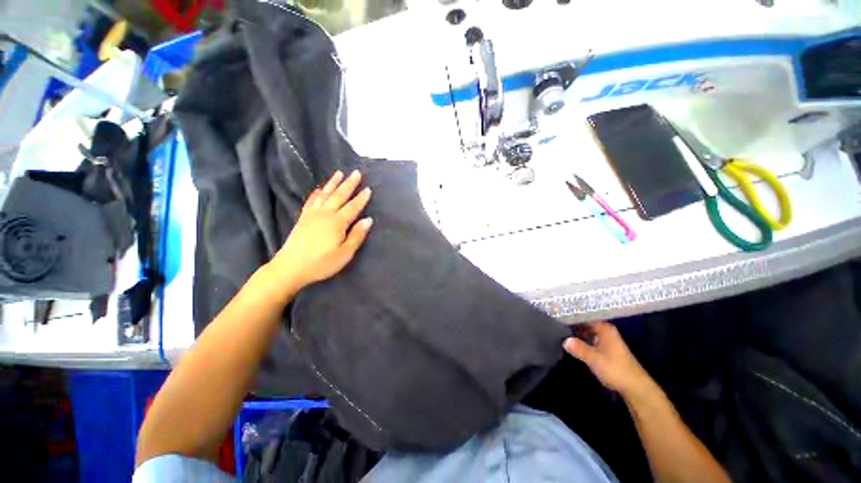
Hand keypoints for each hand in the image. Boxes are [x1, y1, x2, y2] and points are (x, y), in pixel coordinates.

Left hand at [269, 170, 372, 291]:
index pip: (353, 207)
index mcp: (337, 223)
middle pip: (339, 196)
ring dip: (333, 183)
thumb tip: (368, 220)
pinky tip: (318, 189)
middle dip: (349, 184)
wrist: (290, 267)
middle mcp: (325, 214)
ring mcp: (312, 215)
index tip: (368, 189)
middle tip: (356, 173)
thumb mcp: (345, 254)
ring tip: (339, 173)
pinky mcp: (303, 218)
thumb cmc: (322, 263)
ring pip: (325, 195)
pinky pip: (311, 201)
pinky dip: (316, 193)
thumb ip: (357, 235)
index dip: (361, 198)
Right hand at [564, 321, 654, 398]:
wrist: (635, 388)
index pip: (584, 316)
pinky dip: (581, 340)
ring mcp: (606, 340)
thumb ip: (579, 348)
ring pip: (587, 332)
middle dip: (572, 324)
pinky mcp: (605, 349)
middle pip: (585, 323)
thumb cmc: (616, 369)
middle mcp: (605, 331)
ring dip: (575, 332)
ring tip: (559, 330)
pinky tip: (570, 342)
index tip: (557, 315)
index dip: (571, 315)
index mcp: (604, 328)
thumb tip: (564, 340)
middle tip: (555, 322)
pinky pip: (589, 339)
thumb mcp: (594, 359)